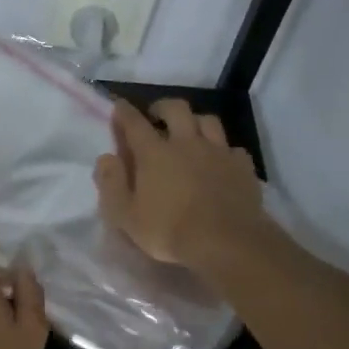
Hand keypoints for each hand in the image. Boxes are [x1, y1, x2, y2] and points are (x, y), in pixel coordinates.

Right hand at [95, 99, 266, 273]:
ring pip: (208, 121)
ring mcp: (218, 152)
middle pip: (176, 109)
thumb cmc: (169, 231)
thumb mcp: (126, 216)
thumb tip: (106, 158)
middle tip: (156, 116)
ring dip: (196, 121)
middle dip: (163, 107)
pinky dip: (224, 151)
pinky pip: (233, 148)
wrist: (226, 242)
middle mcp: (186, 143)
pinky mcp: (243, 166)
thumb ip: (112, 184)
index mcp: (154, 153)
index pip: (134, 123)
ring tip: (191, 132)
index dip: (124, 112)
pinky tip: (221, 162)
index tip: (119, 105)